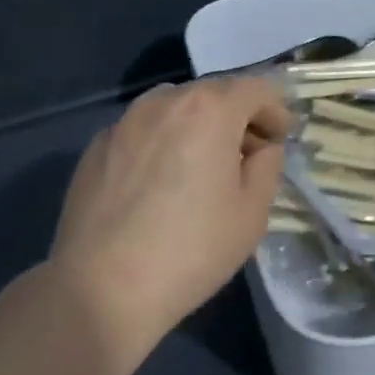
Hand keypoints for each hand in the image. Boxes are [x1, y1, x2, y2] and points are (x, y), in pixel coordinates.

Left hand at [47, 77, 292, 356]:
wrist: (102, 286)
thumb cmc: (191, 250)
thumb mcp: (252, 213)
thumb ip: (266, 165)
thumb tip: (259, 146)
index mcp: (208, 109)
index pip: (255, 88)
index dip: (275, 111)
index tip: (279, 141)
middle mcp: (163, 101)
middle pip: (212, 93)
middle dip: (235, 117)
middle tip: (244, 158)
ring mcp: (123, 121)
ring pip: (173, 108)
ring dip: (195, 126)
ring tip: (198, 168)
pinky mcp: (96, 145)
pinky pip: (141, 131)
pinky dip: (159, 143)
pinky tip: (156, 185)